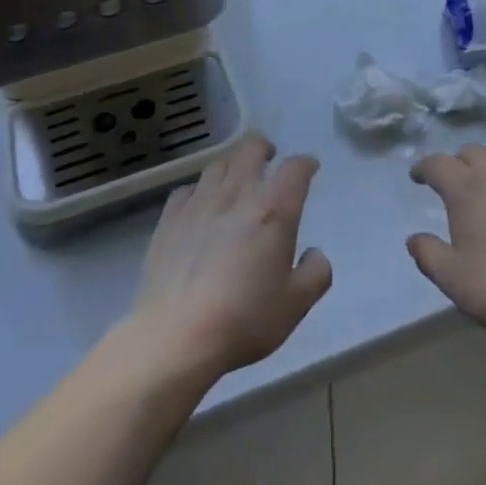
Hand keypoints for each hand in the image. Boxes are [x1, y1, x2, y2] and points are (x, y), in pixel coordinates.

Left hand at [128, 135, 332, 383]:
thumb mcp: (296, 305)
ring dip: (233, 166)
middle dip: (264, 148)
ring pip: (219, 165)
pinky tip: (200, 206)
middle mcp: (238, 195)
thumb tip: (315, 254)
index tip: (309, 169)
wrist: (176, 336)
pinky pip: (187, 189)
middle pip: (251, 149)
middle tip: (270, 159)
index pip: (295, 169)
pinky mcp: (169, 219)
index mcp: (274, 211)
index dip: (305, 164)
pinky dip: (200, 190)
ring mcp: (199, 203)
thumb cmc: (244, 319)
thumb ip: (316, 273)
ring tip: (236, 180)